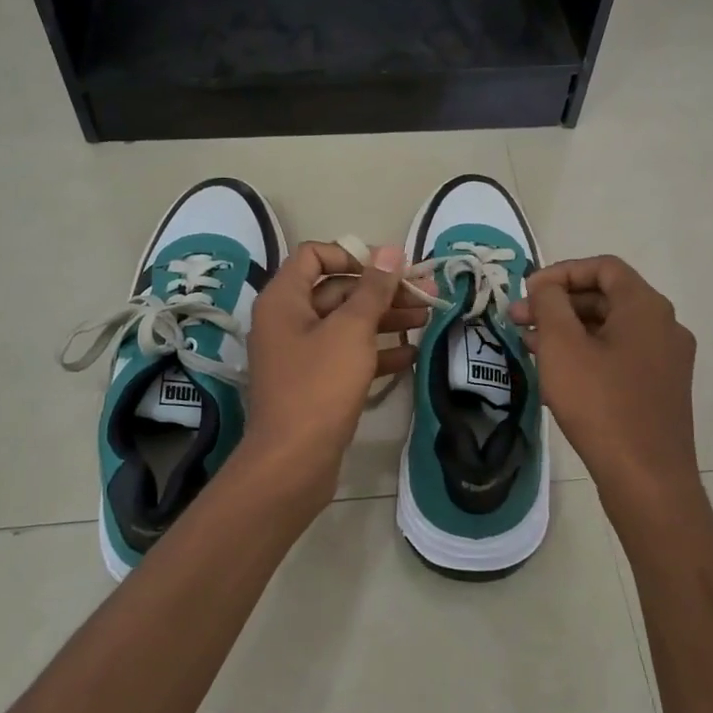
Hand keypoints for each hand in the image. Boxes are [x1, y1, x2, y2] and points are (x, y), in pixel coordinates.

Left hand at [236, 241, 421, 506]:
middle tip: (426, 295)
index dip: (353, 255)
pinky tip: (412, 354)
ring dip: (386, 319)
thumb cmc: (319, 385)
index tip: (389, 269)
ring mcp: (301, 353)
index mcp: (284, 299)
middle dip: (382, 291)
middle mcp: (288, 320)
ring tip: (428, 319)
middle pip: (337, 290)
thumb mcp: (351, 329)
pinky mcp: (315, 383)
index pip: (314, 256)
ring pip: (347, 324)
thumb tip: (390, 250)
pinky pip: (347, 355)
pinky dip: (377, 352)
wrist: (293, 462)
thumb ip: (373, 288)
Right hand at [510, 256, 703, 527]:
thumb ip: (550, 304)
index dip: (561, 272)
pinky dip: (586, 354)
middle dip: (558, 304)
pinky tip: (554, 374)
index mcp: (646, 307)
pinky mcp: (660, 389)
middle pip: (606, 297)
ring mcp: (666, 360)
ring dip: (568, 331)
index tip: (528, 292)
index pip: (603, 267)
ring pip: (610, 329)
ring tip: (528, 346)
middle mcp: (664, 326)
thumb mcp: (562, 346)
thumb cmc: (601, 404)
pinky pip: (619, 356)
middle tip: (519, 320)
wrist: (647, 479)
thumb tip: (545, 286)